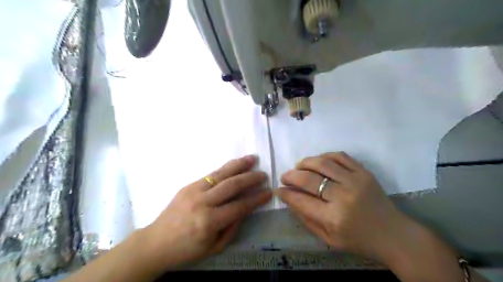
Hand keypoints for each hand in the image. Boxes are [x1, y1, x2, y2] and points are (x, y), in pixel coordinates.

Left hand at [143, 155, 270, 269]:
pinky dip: (225, 169)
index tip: (268, 192)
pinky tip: (234, 165)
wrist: (155, 242)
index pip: (239, 206)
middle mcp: (202, 202)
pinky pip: (211, 174)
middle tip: (263, 174)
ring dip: (238, 165)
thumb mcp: (214, 247)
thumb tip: (245, 209)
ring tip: (252, 159)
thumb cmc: (186, 250)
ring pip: (221, 174)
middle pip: (232, 185)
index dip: (256, 199)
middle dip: (250, 178)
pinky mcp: (188, 185)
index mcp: (209, 222)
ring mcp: (194, 190)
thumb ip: (232, 228)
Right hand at [277, 151, 414, 263]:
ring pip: (322, 163)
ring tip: (298, 167)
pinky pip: (340, 156)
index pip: (301, 200)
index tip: (279, 190)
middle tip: (285, 177)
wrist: (394, 234)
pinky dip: (325, 155)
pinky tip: (318, 161)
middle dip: (291, 176)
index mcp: (333, 218)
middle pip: (309, 179)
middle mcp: (343, 197)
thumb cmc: (359, 240)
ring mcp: (355, 181)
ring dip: (305, 162)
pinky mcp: (364, 172)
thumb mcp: (329, 239)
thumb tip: (289, 200)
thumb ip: (306, 220)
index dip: (286, 193)